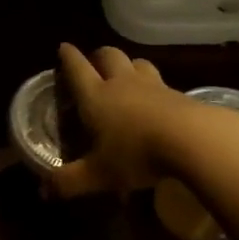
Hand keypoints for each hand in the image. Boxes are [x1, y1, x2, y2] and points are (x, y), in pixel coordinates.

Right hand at [50, 44, 198, 198]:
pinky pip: (161, 81)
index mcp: (95, 96)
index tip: (63, 48)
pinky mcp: (178, 94)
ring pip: (137, 63)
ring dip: (128, 65)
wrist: (194, 140)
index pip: (76, 68)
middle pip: (108, 55)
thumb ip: (69, 181)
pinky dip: (153, 86)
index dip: (68, 57)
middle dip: (98, 56)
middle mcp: (121, 83)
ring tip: (126, 76)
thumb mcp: (98, 175)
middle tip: (94, 63)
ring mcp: (152, 86)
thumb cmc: (137, 153)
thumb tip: (43, 191)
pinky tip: (157, 101)